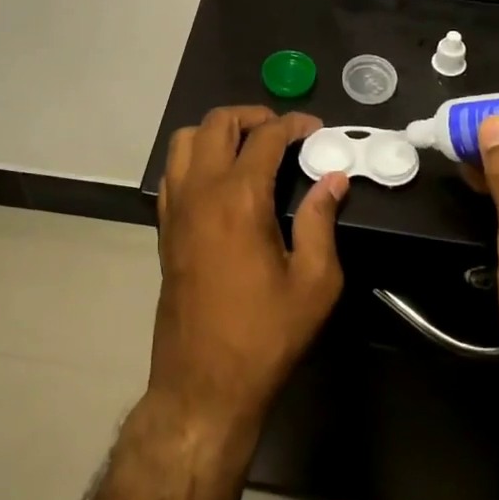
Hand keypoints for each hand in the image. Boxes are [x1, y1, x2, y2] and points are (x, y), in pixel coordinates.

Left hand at [151, 107, 347, 430]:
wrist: (203, 383)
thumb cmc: (265, 335)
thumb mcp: (313, 282)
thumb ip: (322, 221)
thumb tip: (333, 179)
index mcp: (239, 198)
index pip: (266, 137)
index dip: (294, 124)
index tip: (316, 129)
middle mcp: (201, 191)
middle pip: (217, 123)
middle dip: (253, 115)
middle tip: (283, 131)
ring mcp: (176, 207)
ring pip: (186, 140)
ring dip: (218, 130)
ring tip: (249, 146)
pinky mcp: (165, 227)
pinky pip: (173, 170)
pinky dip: (196, 156)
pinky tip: (221, 178)